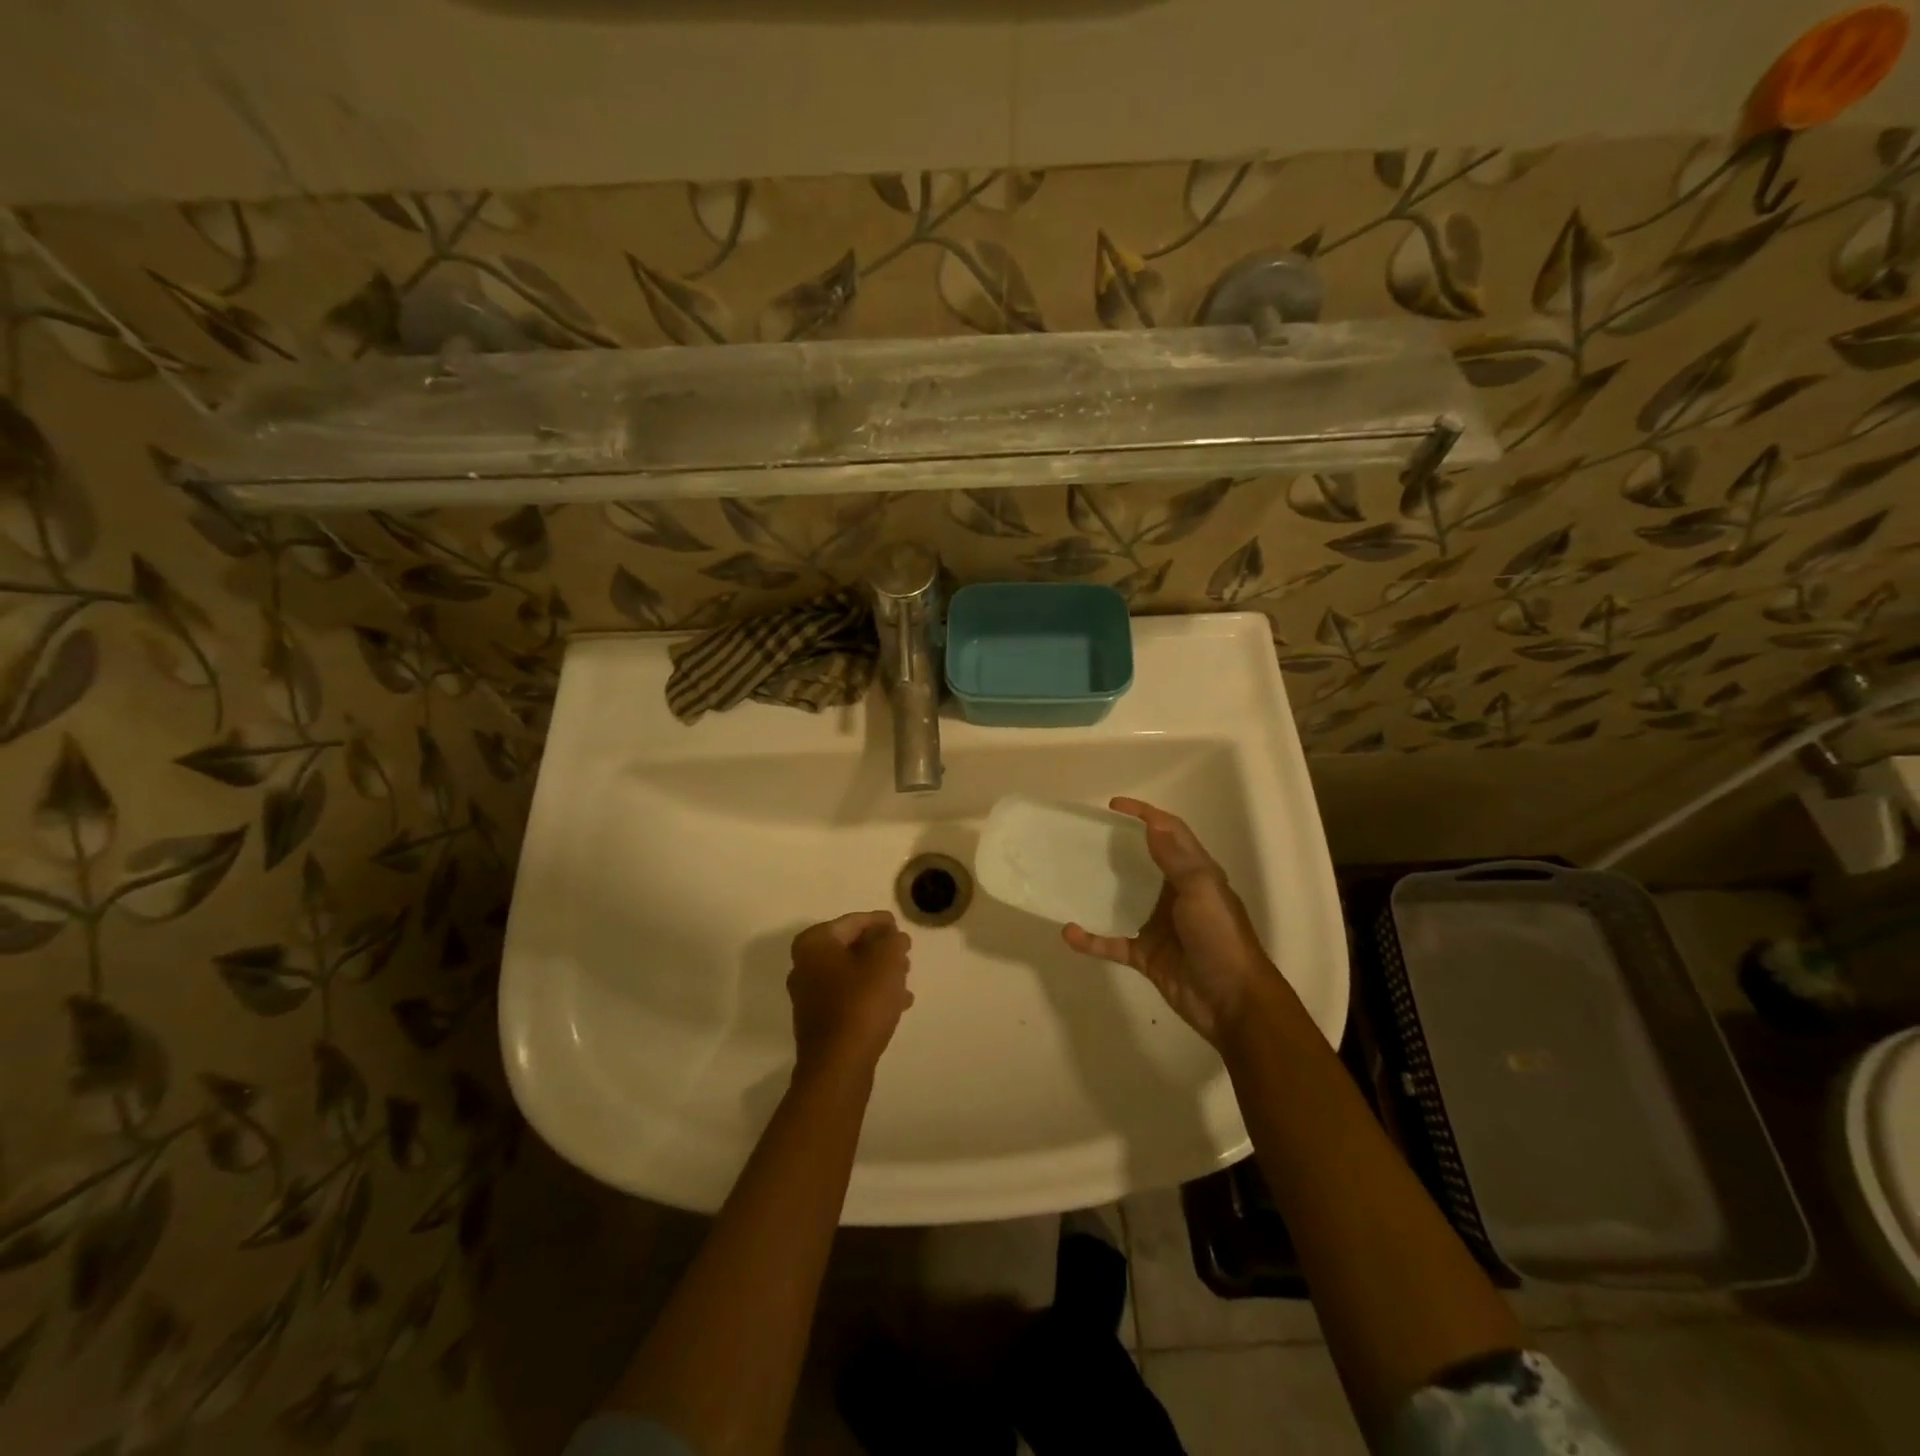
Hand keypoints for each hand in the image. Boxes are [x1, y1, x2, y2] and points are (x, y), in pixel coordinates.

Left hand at [788, 911, 913, 1077]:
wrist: (838, 1066)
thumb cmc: (861, 1003)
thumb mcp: (886, 961)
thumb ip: (891, 939)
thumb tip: (891, 935)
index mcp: (815, 943)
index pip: (854, 921)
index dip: (881, 922)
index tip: (900, 926)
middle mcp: (805, 965)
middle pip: (850, 947)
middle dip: (880, 950)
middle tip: (905, 954)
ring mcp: (809, 996)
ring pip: (852, 974)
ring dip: (879, 974)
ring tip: (905, 981)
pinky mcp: (819, 1021)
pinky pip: (849, 997)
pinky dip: (871, 995)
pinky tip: (897, 1004)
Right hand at [1062, 798, 1276, 1045]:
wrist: (1233, 1002)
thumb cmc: (1220, 937)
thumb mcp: (1202, 889)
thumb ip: (1176, 858)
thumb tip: (1151, 824)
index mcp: (1195, 874)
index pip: (1170, 832)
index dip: (1145, 815)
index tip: (1113, 806)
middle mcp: (1175, 895)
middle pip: (1142, 863)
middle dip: (1115, 848)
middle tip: (1084, 839)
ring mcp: (1158, 926)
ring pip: (1122, 901)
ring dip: (1098, 891)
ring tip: (1070, 877)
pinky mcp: (1145, 956)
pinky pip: (1111, 942)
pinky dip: (1091, 939)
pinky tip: (1069, 933)